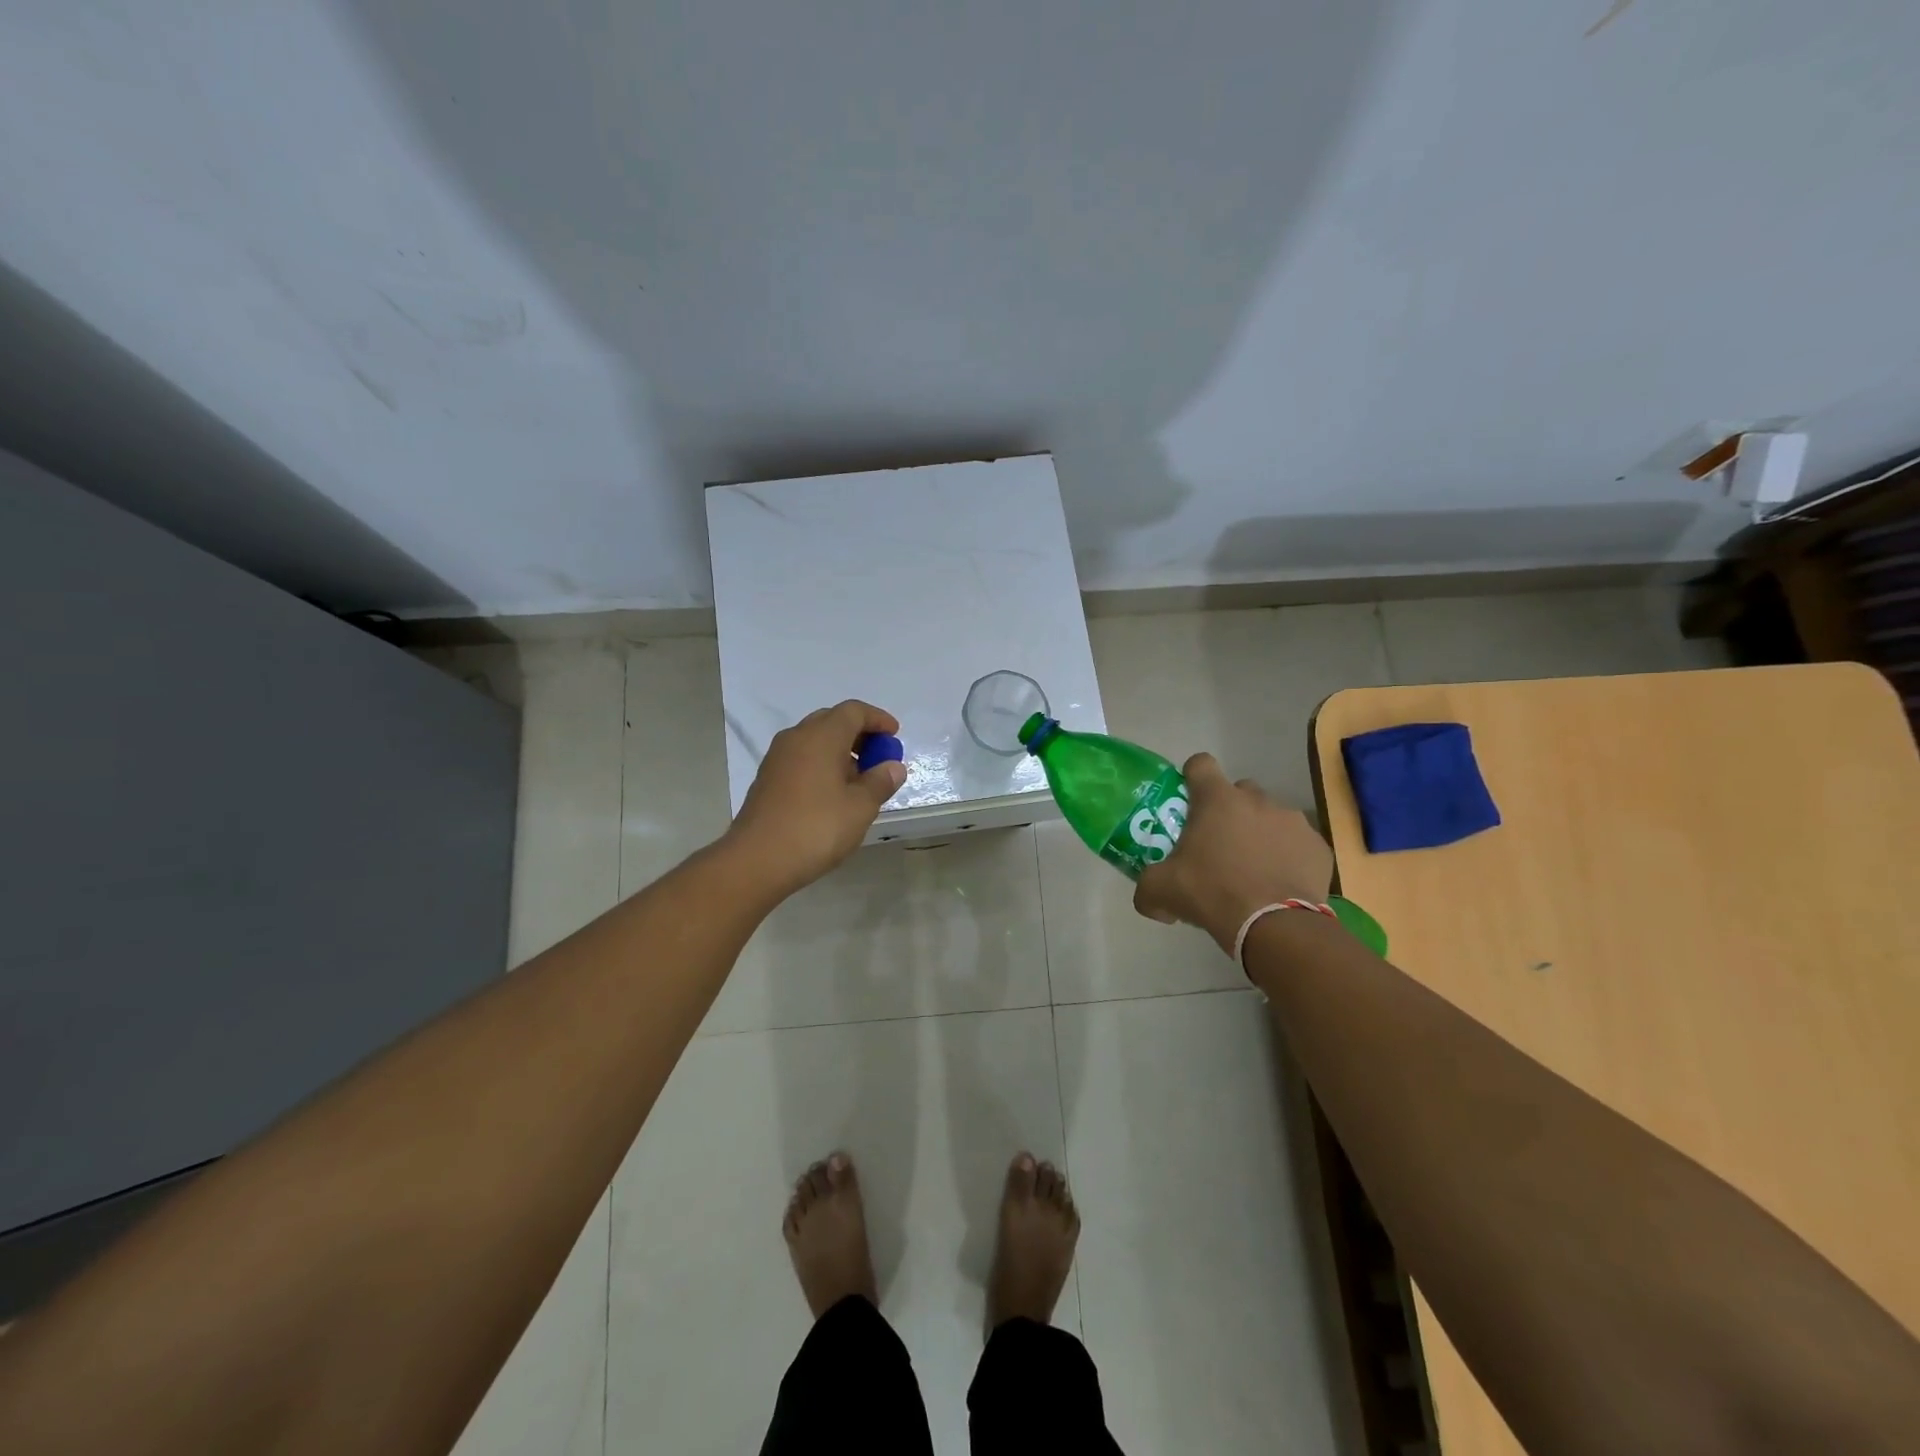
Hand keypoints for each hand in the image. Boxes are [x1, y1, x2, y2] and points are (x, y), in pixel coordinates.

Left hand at [725, 700, 907, 897]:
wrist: (757, 860)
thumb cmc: (816, 828)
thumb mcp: (860, 807)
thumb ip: (880, 782)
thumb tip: (893, 766)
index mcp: (821, 736)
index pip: (854, 711)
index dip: (878, 719)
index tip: (894, 736)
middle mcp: (796, 738)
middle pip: (832, 721)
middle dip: (859, 734)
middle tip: (879, 757)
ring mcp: (777, 758)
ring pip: (815, 741)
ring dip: (840, 751)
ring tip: (860, 780)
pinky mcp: (767, 779)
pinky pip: (801, 759)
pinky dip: (822, 765)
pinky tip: (833, 794)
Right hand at [1132, 753, 1332, 953]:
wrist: (1275, 926)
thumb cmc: (1212, 893)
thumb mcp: (1161, 891)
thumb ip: (1147, 887)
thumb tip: (1148, 899)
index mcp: (1217, 800)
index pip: (1201, 764)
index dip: (1192, 777)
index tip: (1189, 799)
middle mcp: (1257, 800)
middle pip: (1239, 791)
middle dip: (1229, 811)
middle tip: (1219, 844)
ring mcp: (1293, 821)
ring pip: (1271, 817)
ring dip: (1260, 834)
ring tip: (1253, 870)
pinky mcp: (1319, 847)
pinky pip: (1298, 844)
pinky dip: (1288, 857)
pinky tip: (1279, 884)